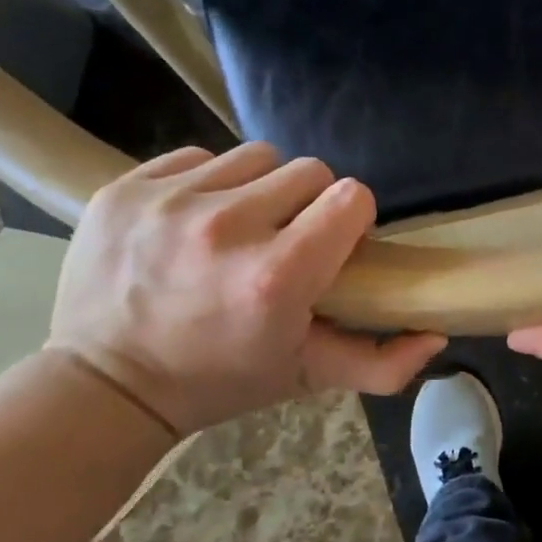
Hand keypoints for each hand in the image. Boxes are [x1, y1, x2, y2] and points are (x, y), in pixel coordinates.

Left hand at [48, 144, 444, 434]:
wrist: (103, 385)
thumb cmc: (218, 381)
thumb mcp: (306, 378)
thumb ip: (382, 364)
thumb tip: (438, 334)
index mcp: (277, 277)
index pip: (351, 197)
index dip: (351, 220)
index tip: (333, 246)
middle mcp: (226, 228)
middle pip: (309, 170)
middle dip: (309, 204)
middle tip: (287, 241)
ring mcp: (170, 202)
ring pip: (256, 157)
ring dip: (261, 189)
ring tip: (241, 228)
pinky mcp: (126, 187)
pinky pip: (198, 157)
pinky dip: (209, 183)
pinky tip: (196, 220)